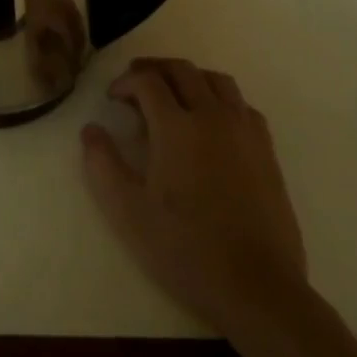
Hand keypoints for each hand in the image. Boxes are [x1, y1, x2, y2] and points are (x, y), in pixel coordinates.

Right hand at [82, 58, 306, 328]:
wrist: (257, 287)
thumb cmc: (186, 248)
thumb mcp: (129, 212)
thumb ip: (102, 165)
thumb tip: (91, 130)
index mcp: (176, 126)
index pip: (148, 81)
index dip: (125, 81)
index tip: (113, 98)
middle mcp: (212, 116)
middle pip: (182, 70)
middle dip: (154, 69)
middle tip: (136, 83)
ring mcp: (244, 130)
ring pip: (216, 80)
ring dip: (190, 77)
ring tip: (174, 94)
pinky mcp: (266, 150)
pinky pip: (241, 105)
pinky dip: (221, 99)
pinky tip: (213, 121)